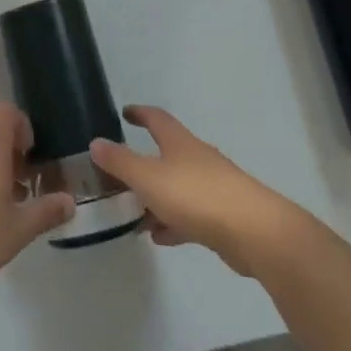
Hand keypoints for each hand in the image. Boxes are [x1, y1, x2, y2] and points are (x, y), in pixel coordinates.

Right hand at [89, 106, 302, 275]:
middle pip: (166, 154)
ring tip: (134, 215)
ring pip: (177, 187)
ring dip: (156, 198)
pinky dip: (173, 221)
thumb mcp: (149, 178)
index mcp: (179, 142)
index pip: (156, 118)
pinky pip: (190, 214)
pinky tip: (160, 237)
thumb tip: (96, 142)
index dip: (139, 113)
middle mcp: (197, 158)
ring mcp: (213, 187)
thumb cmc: (197, 196)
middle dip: (143, 163)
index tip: (125, 113)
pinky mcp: (223, 216)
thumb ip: (120, 162)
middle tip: (119, 175)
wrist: (254, 232)